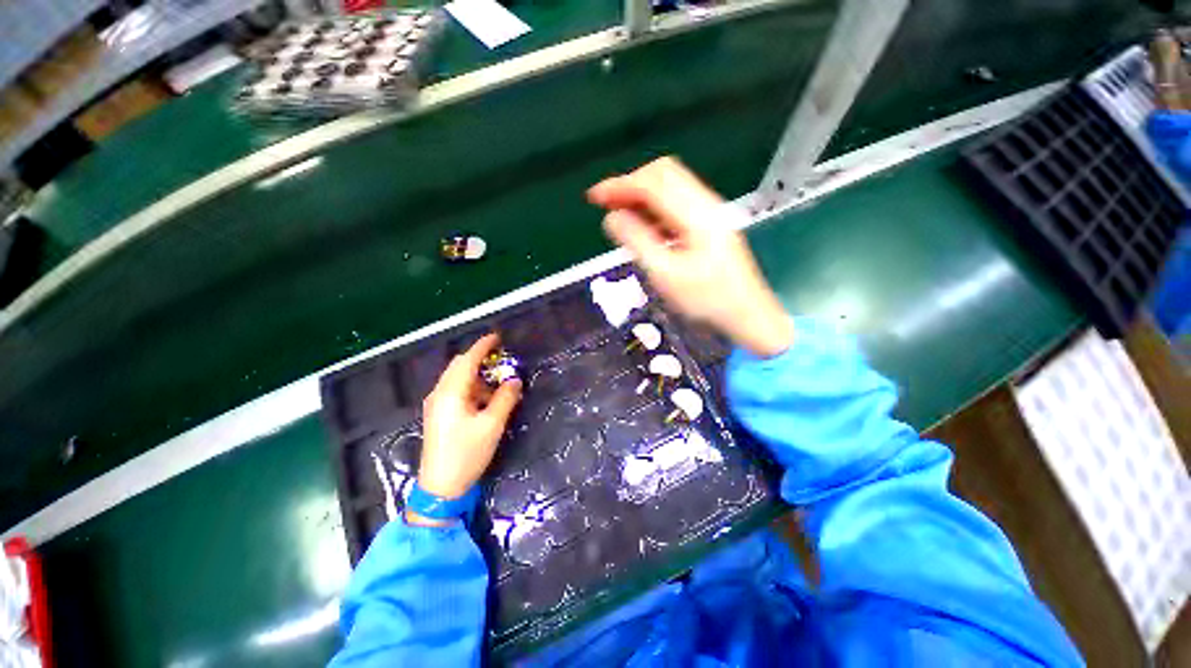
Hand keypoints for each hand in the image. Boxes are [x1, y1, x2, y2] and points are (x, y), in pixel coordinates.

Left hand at [412, 333, 521, 524]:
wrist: (440, 488)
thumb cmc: (466, 453)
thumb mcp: (492, 425)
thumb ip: (505, 399)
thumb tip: (515, 380)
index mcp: (451, 393)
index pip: (467, 360)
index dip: (483, 346)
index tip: (498, 337)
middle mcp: (440, 394)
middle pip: (459, 366)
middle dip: (479, 359)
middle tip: (501, 359)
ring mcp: (436, 405)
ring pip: (458, 379)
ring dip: (478, 376)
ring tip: (498, 384)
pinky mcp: (439, 415)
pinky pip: (456, 392)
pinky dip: (472, 388)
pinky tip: (486, 399)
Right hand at [588, 156, 793, 357]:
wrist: (747, 316)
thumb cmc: (706, 300)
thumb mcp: (666, 275)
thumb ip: (637, 241)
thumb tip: (612, 217)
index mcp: (696, 214)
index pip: (653, 182)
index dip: (620, 185)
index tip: (595, 197)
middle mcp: (705, 204)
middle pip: (663, 175)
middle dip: (630, 185)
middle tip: (606, 204)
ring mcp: (710, 213)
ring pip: (670, 188)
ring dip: (642, 196)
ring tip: (620, 216)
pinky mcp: (709, 225)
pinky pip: (677, 205)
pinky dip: (655, 209)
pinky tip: (645, 228)